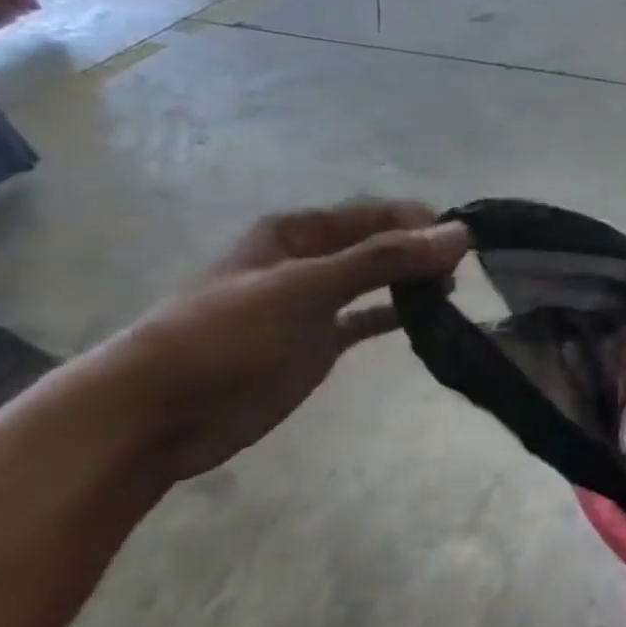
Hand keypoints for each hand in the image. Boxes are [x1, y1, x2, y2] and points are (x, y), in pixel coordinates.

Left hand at [102, 201, 470, 481]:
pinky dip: (400, 316)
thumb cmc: (228, 336)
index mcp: (298, 232)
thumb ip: (384, 259)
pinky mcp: (320, 342)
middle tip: (461, 276)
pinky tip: (432, 320)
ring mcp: (316, 304)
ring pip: (380, 281)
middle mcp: (311, 260)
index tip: (464, 249)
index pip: (378, 214)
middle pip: (382, 245)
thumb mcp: (307, 287)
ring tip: (452, 296)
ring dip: (416, 283)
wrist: (162, 412)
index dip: (422, 225)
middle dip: (423, 253)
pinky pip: (371, 319)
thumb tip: (460, 235)